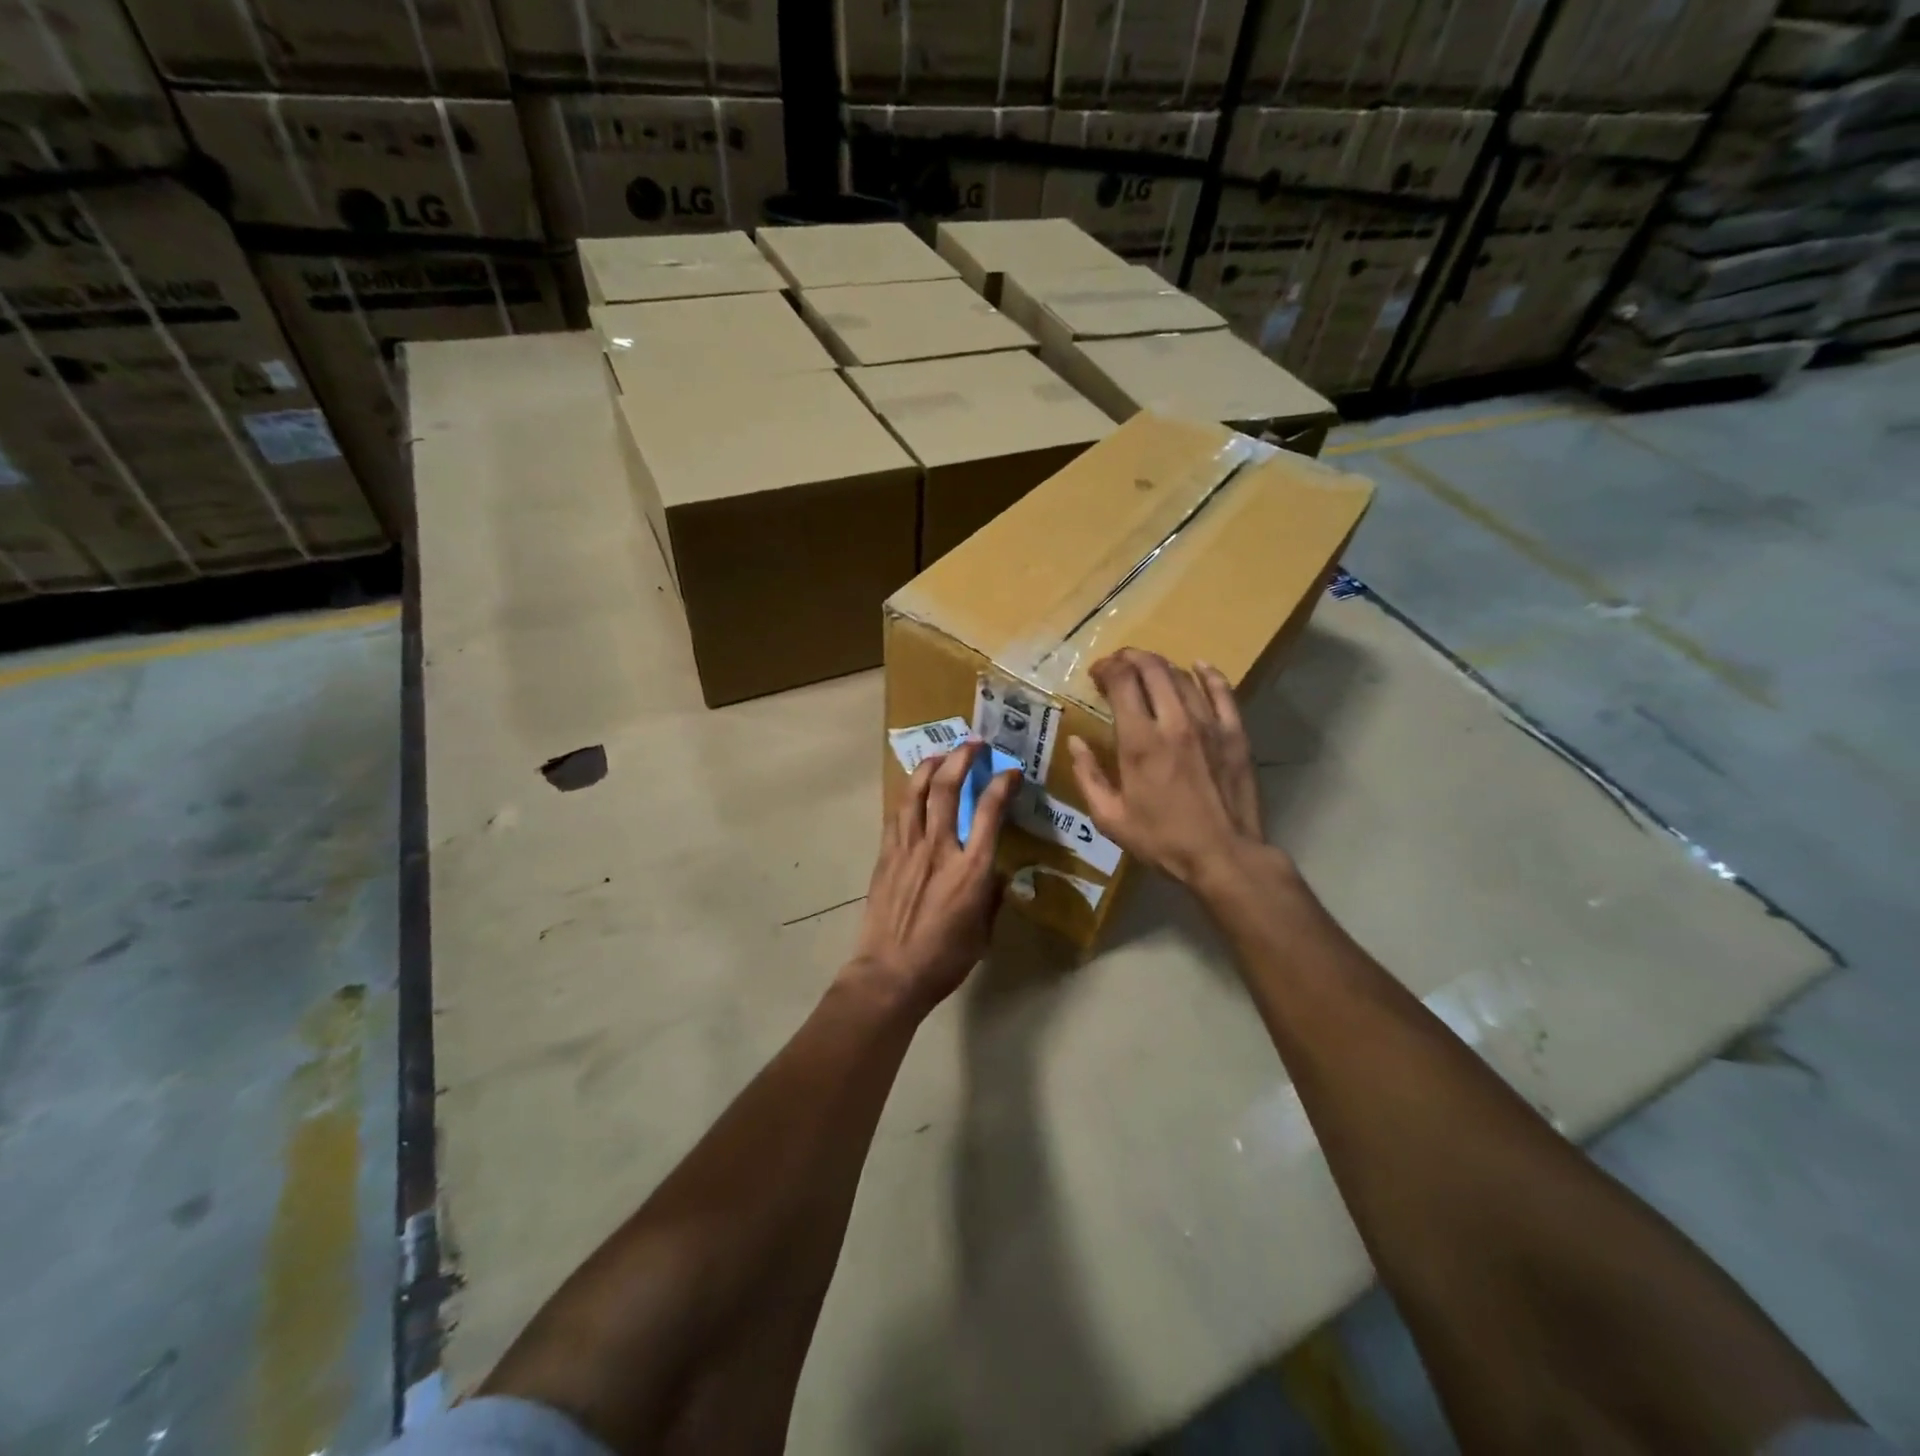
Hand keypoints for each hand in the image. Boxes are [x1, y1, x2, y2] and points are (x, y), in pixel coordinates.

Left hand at [848, 742, 1018, 1014]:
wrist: (890, 974)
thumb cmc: (944, 960)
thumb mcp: (983, 932)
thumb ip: (992, 896)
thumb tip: (996, 873)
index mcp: (971, 868)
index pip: (989, 811)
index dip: (1002, 784)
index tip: (1011, 772)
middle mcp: (939, 848)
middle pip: (947, 788)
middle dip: (962, 758)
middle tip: (974, 745)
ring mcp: (907, 849)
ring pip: (915, 792)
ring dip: (930, 766)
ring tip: (941, 754)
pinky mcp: (886, 856)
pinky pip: (896, 814)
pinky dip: (907, 794)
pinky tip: (913, 788)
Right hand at [1068, 649, 1268, 886]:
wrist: (1224, 856)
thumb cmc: (1162, 840)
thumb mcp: (1110, 818)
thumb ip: (1088, 776)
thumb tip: (1075, 742)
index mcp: (1139, 741)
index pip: (1122, 681)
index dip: (1107, 668)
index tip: (1096, 673)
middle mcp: (1174, 722)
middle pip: (1152, 669)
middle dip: (1131, 658)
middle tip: (1119, 665)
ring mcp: (1209, 724)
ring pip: (1183, 676)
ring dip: (1161, 666)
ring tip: (1148, 670)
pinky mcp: (1235, 733)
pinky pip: (1222, 691)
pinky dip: (1207, 674)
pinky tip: (1197, 667)